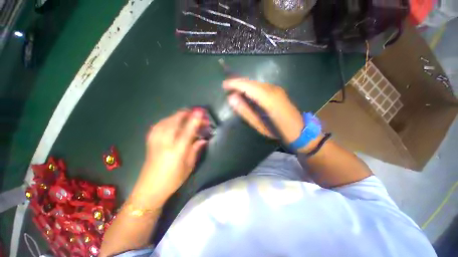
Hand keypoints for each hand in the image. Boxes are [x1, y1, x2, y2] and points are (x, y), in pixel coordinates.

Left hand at [132, 109, 207, 206]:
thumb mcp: (189, 166)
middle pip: (176, 120)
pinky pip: (159, 124)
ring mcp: (155, 140)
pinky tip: (172, 121)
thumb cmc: (173, 179)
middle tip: (197, 115)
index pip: (188, 129)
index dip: (195, 118)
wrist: (149, 189)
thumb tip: (203, 139)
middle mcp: (165, 141)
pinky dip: (168, 119)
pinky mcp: (150, 140)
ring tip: (187, 116)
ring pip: (167, 120)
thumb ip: (196, 150)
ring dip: (178, 115)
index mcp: (177, 149)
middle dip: (188, 114)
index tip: (202, 111)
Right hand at [223, 78, 303, 143]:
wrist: (300, 131)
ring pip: (256, 83)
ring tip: (234, 89)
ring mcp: (277, 89)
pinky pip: (261, 86)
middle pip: (252, 82)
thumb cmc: (278, 131)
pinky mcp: (278, 91)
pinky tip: (246, 92)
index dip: (235, 83)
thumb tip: (232, 98)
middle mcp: (273, 90)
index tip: (224, 85)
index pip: (248, 86)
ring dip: (244, 84)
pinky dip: (251, 87)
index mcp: (268, 99)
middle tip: (227, 86)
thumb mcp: (259, 124)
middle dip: (238, 82)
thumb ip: (245, 111)